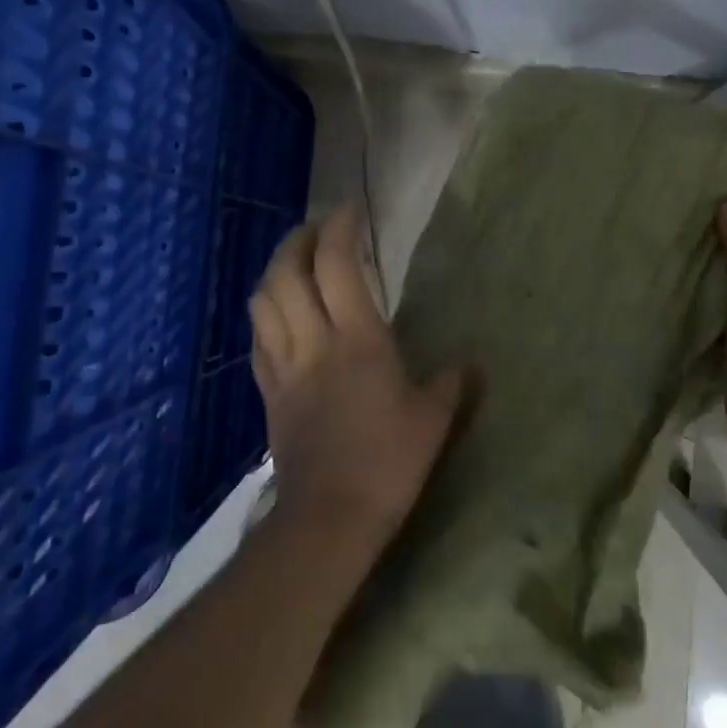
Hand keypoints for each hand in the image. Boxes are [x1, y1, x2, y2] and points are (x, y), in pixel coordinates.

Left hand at [250, 204, 461, 554]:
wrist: (329, 517)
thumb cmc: (388, 462)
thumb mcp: (433, 420)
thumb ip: (450, 384)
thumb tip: (468, 367)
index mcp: (357, 339)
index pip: (336, 265)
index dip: (339, 229)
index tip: (350, 210)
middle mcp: (313, 342)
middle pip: (286, 273)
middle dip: (297, 239)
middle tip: (317, 228)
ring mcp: (284, 367)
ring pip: (263, 301)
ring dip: (275, 271)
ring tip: (294, 262)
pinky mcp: (268, 393)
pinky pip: (258, 339)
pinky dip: (266, 312)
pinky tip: (280, 313)